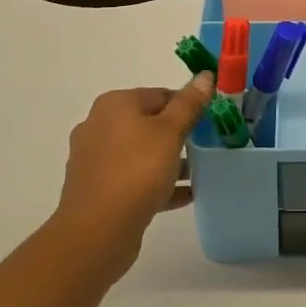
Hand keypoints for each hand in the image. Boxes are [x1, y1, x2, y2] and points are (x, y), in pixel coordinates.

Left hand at [52, 73, 213, 270]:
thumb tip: (205, 76)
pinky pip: (133, 179)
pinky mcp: (97, 189)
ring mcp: (94, 159)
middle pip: (148, 123)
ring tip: (199, 173)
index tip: (210, 123)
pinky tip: (185, 195)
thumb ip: (189, 104)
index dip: (187, 106)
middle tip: (206, 147)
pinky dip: (157, 183)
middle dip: (178, 135)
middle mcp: (99, 126)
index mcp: (114, 105)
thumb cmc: (137, 170)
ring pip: (141, 153)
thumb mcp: (170, 132)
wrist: (97, 230)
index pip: (160, 94)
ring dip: (169, 161)